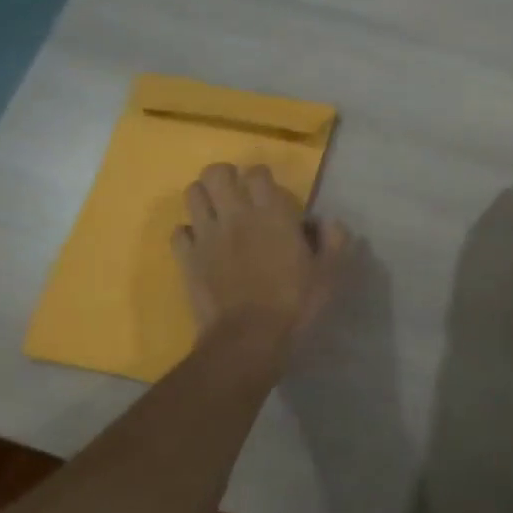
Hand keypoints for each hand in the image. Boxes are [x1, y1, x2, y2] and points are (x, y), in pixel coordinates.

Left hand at [173, 164, 348, 342]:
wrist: (249, 339)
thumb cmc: (294, 304)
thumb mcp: (328, 274)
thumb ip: (334, 241)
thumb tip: (330, 222)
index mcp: (272, 214)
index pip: (257, 173)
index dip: (262, 176)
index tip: (269, 190)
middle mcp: (236, 216)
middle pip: (216, 173)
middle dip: (224, 176)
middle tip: (236, 192)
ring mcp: (207, 236)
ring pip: (192, 194)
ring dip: (204, 198)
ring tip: (216, 212)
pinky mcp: (187, 259)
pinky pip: (179, 232)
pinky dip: (188, 233)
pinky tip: (200, 244)